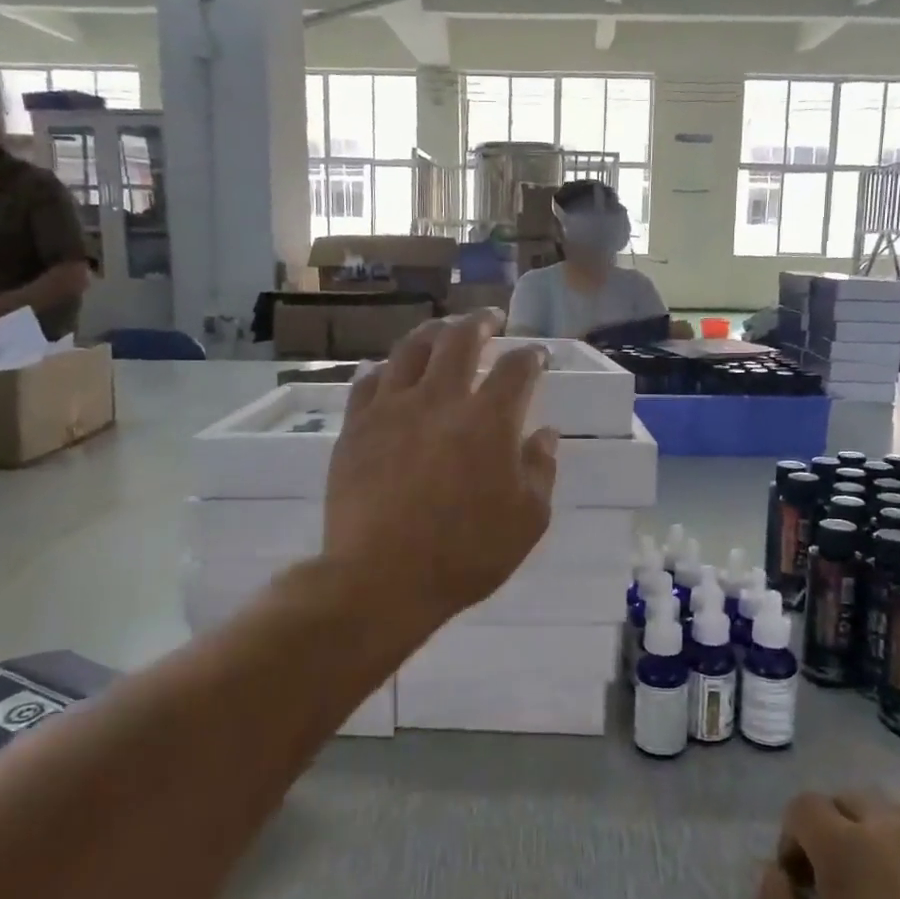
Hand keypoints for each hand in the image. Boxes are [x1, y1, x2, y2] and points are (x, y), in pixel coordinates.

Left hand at [324, 312, 556, 623]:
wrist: (380, 578)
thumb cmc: (465, 554)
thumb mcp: (527, 521)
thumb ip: (540, 470)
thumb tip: (543, 434)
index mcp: (488, 420)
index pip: (515, 369)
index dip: (530, 356)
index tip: (536, 355)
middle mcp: (440, 400)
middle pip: (459, 340)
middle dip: (480, 323)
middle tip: (490, 320)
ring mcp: (391, 409)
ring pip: (410, 349)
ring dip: (432, 333)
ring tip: (442, 331)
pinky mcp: (356, 427)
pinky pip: (369, 381)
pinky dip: (387, 369)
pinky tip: (391, 372)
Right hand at [759, 792, 899, 898]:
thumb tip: (778, 873)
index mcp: (846, 843)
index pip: (803, 806)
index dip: (791, 839)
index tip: (798, 885)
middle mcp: (894, 829)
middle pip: (850, 798)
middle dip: (832, 827)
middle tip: (834, 881)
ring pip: (899, 811)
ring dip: (878, 831)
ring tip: (879, 881)